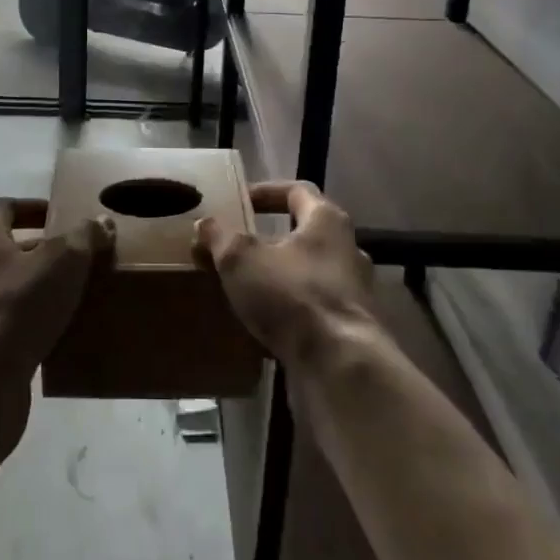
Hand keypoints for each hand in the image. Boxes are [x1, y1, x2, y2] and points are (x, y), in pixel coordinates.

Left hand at [0, 198, 113, 457]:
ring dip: (34, 292)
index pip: (0, 209)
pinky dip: (28, 330)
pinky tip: (56, 340)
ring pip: (5, 293)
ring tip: (71, 299)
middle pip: (4, 251)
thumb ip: (84, 236)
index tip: (57, 215)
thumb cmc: (18, 307)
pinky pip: (5, 331)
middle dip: (39, 252)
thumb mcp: (63, 260)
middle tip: (75, 259)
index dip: (29, 207)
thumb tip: (101, 222)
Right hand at [193, 180, 377, 369]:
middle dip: (269, 240)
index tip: (239, 202)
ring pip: (308, 274)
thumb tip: (205, 223)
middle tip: (236, 249)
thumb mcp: (241, 259)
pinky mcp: (352, 330)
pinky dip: (289, 311)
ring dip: (278, 277)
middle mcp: (348, 249)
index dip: (266, 192)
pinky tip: (263, 325)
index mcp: (327, 220)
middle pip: (304, 234)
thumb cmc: (292, 295)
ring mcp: (354, 292)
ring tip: (244, 289)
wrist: (341, 368)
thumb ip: (220, 237)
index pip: (297, 191)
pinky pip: (314, 309)